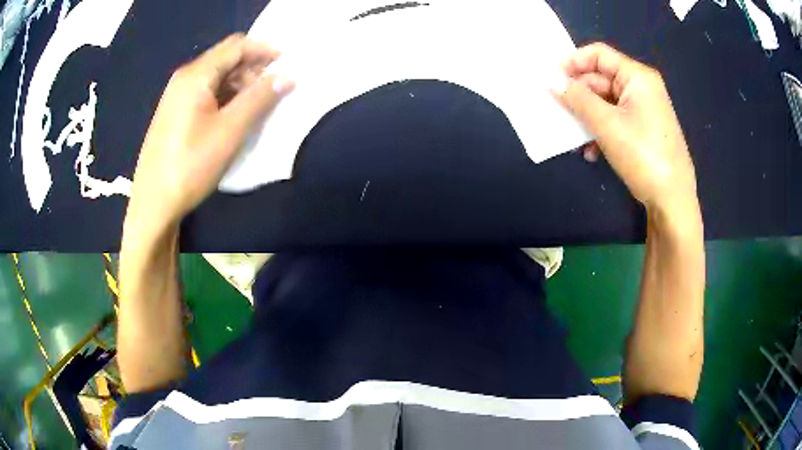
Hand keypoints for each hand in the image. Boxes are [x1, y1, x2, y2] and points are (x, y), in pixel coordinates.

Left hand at [125, 34, 293, 234]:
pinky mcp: (174, 113)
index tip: (288, 65)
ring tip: (257, 106)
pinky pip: (205, 93)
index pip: (237, 46)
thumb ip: (260, 98)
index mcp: (196, 75)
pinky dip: (225, 97)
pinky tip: (233, 117)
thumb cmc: (190, 166)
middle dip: (253, 68)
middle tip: (274, 89)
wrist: (153, 204)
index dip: (265, 50)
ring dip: (240, 84)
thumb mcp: (230, 131)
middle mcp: (184, 78)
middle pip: (225, 59)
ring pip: (216, 77)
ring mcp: (176, 95)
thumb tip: (287, 76)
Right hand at [555, 43, 697, 213]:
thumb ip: (577, 98)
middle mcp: (642, 88)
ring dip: (587, 117)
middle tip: (557, 110)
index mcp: (637, 77)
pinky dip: (600, 131)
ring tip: (574, 137)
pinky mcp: (643, 130)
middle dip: (578, 95)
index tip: (550, 78)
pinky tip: (591, 152)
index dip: (573, 62)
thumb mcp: (607, 125)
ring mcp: (644, 110)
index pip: (598, 54)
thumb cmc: (643, 156)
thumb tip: (549, 79)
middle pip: (601, 79)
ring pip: (605, 102)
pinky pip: (615, 120)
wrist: (672, 201)